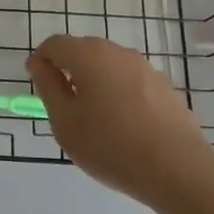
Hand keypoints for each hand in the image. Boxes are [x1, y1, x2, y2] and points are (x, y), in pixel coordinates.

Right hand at [27, 34, 213, 207]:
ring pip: (109, 65)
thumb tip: (40, 65)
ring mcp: (146, 68)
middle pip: (84, 50)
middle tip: (61, 103)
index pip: (55, 44)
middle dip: (68, 68)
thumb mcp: (65, 122)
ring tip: (92, 116)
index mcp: (89, 56)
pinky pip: (130, 81)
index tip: (36, 82)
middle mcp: (118, 52)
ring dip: (94, 80)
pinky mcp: (165, 87)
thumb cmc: (110, 146)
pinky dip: (117, 92)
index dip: (40, 59)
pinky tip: (121, 123)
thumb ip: (49, 88)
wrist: (177, 169)